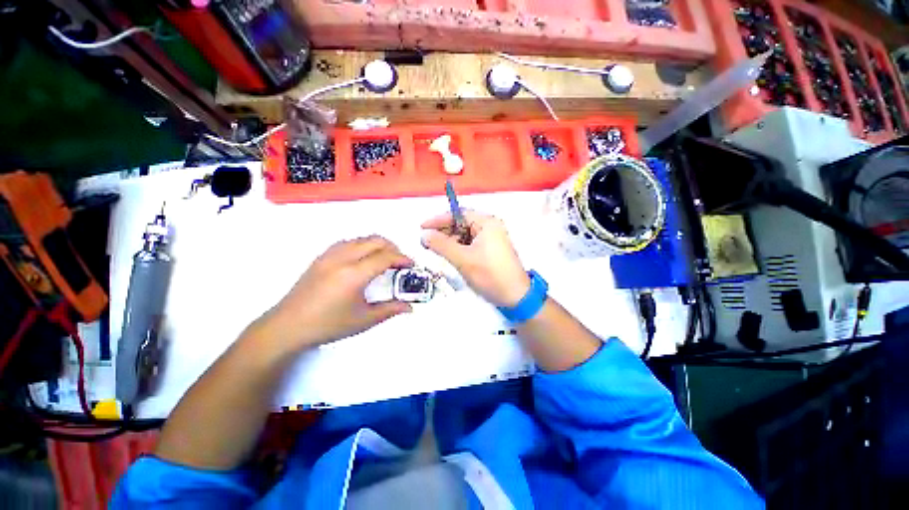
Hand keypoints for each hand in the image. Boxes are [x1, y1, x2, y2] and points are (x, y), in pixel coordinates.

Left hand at [251, 236, 413, 350]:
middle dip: (393, 248)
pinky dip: (362, 245)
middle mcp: (342, 258)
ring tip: (384, 258)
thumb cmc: (328, 325)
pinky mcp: (321, 257)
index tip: (411, 265)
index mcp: (354, 274)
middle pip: (375, 241)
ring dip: (377, 244)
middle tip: (400, 262)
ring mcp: (329, 255)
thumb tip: (409, 307)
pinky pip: (347, 242)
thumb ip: (390, 310)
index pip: (385, 257)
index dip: (402, 258)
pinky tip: (362, 258)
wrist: (287, 326)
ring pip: (361, 238)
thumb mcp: (364, 320)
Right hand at [422, 211, 529, 306]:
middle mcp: (490, 227)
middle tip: (427, 241)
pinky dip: (459, 248)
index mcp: (487, 223)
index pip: (458, 214)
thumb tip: (423, 235)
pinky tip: (449, 255)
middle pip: (462, 223)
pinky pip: (471, 244)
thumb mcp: (463, 259)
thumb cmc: (490, 274)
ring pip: (465, 235)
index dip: (439, 220)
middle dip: (444, 231)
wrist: (515, 297)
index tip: (422, 227)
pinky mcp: (491, 250)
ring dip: (450, 241)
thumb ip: (441, 245)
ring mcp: (492, 239)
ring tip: (435, 250)